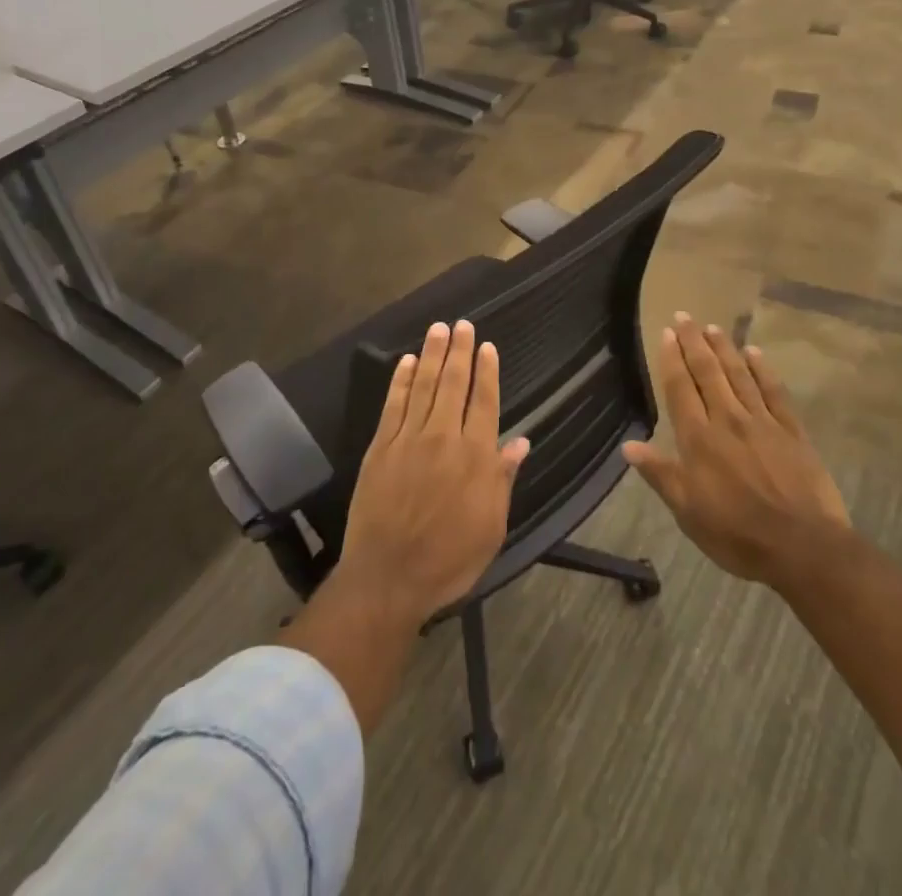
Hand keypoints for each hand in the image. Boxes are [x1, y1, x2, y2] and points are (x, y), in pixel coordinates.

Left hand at [338, 321, 529, 623]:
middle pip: (453, 384)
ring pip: (423, 385)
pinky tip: (406, 362)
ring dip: (432, 354)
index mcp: (475, 456)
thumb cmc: (448, 558)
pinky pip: (393, 404)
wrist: (388, 577)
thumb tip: (521, 442)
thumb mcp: (491, 527)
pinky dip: (400, 380)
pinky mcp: (381, 447)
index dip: (487, 371)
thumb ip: (503, 479)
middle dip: (460, 351)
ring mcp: (409, 439)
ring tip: (438, 329)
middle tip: (462, 324)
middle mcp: (443, 437)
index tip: (488, 346)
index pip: (484, 401)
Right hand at [623, 314, 848, 587]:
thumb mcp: (688, 512)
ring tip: (713, 327)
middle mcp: (727, 420)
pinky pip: (774, 391)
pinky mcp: (792, 431)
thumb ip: (660, 474)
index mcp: (699, 439)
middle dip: (694, 342)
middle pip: (708, 373)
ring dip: (724, 348)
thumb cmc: (737, 534)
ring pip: (739, 375)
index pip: (680, 389)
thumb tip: (629, 446)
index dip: (672, 359)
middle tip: (685, 316)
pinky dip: (763, 370)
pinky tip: (755, 353)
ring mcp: (762, 422)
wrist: (804, 548)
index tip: (667, 334)